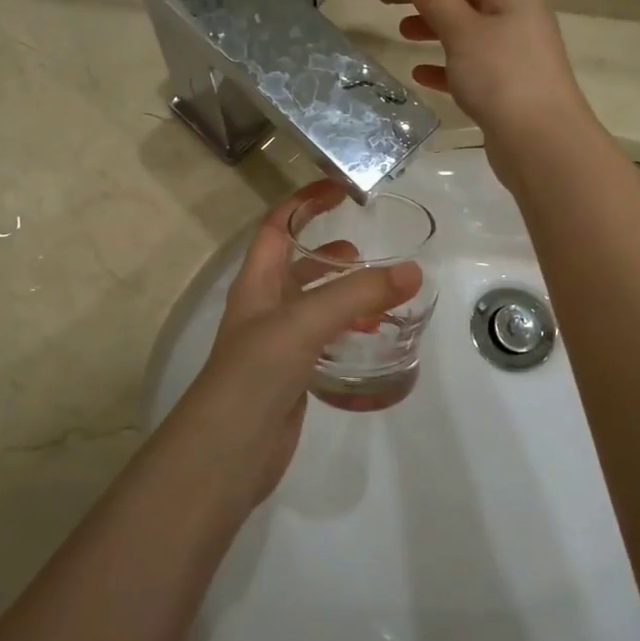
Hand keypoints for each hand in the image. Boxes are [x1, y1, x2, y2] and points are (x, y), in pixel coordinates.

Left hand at [182, 183, 422, 502]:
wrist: (227, 453)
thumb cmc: (256, 374)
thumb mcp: (305, 324)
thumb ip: (358, 295)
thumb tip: (412, 270)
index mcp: (257, 283)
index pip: (277, 226)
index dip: (304, 202)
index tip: (340, 187)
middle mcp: (264, 307)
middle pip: (296, 265)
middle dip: (328, 251)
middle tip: (367, 247)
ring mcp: (277, 343)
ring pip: (313, 305)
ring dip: (342, 293)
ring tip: (380, 291)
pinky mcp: (292, 375)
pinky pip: (323, 340)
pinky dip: (347, 331)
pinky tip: (372, 338)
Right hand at [371, 0, 593, 156]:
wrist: (542, 142)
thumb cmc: (502, 78)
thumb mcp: (463, 31)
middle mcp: (515, 8)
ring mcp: (513, 45)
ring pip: (464, 24)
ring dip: (432, 23)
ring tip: (399, 30)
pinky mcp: (507, 78)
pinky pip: (468, 59)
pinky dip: (444, 61)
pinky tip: (421, 71)